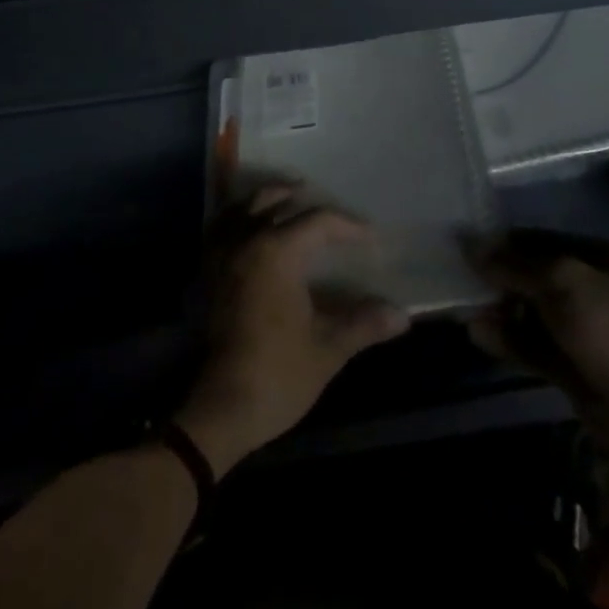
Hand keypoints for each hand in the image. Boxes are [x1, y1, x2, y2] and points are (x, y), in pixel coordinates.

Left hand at [177, 189, 409, 475]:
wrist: (221, 409)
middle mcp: (246, 241)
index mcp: (277, 252)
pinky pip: (221, 228)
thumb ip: (364, 323)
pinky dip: (238, 217)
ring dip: (269, 200)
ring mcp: (220, 255)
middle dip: (305, 201)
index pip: (318, 221)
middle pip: (276, 201)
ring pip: (243, 208)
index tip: (369, 236)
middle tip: (330, 213)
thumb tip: (402, 316)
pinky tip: (250, 228)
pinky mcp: (206, 273)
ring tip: (290, 202)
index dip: (347, 225)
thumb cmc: (278, 374)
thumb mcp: (329, 348)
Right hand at [468, 231, 608, 478]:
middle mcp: (597, 289)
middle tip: (463, 279)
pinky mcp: (575, 367)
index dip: (506, 242)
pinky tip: (479, 334)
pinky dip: (509, 339)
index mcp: (605, 258)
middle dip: (501, 278)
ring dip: (501, 310)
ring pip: (533, 312)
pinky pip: (534, 345)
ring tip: (467, 309)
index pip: (544, 240)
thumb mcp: (561, 281)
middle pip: (536, 275)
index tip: (468, 246)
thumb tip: (469, 244)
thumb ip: (513, 264)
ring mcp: (587, 330)